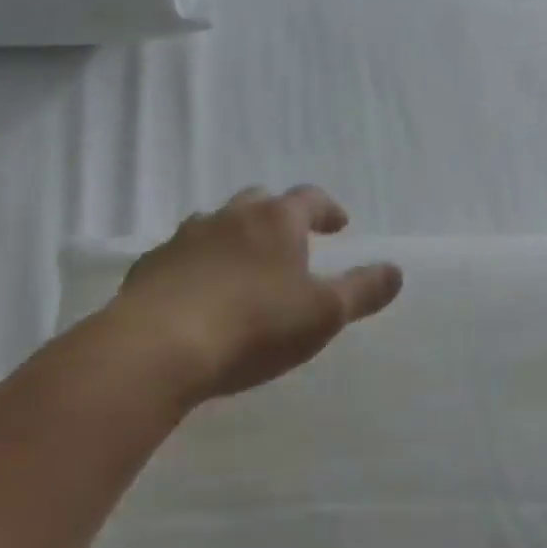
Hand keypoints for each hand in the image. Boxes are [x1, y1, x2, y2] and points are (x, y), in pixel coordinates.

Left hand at [101, 185, 402, 408]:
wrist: (157, 349)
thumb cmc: (255, 325)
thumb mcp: (324, 313)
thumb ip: (363, 290)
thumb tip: (396, 271)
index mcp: (276, 220)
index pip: (310, 199)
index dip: (328, 210)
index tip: (339, 226)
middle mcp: (230, 217)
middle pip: (260, 201)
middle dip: (279, 217)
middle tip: (291, 243)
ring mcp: (185, 238)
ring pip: (217, 224)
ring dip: (235, 238)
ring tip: (245, 269)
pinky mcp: (150, 267)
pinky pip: (182, 256)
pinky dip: (198, 265)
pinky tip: (199, 295)